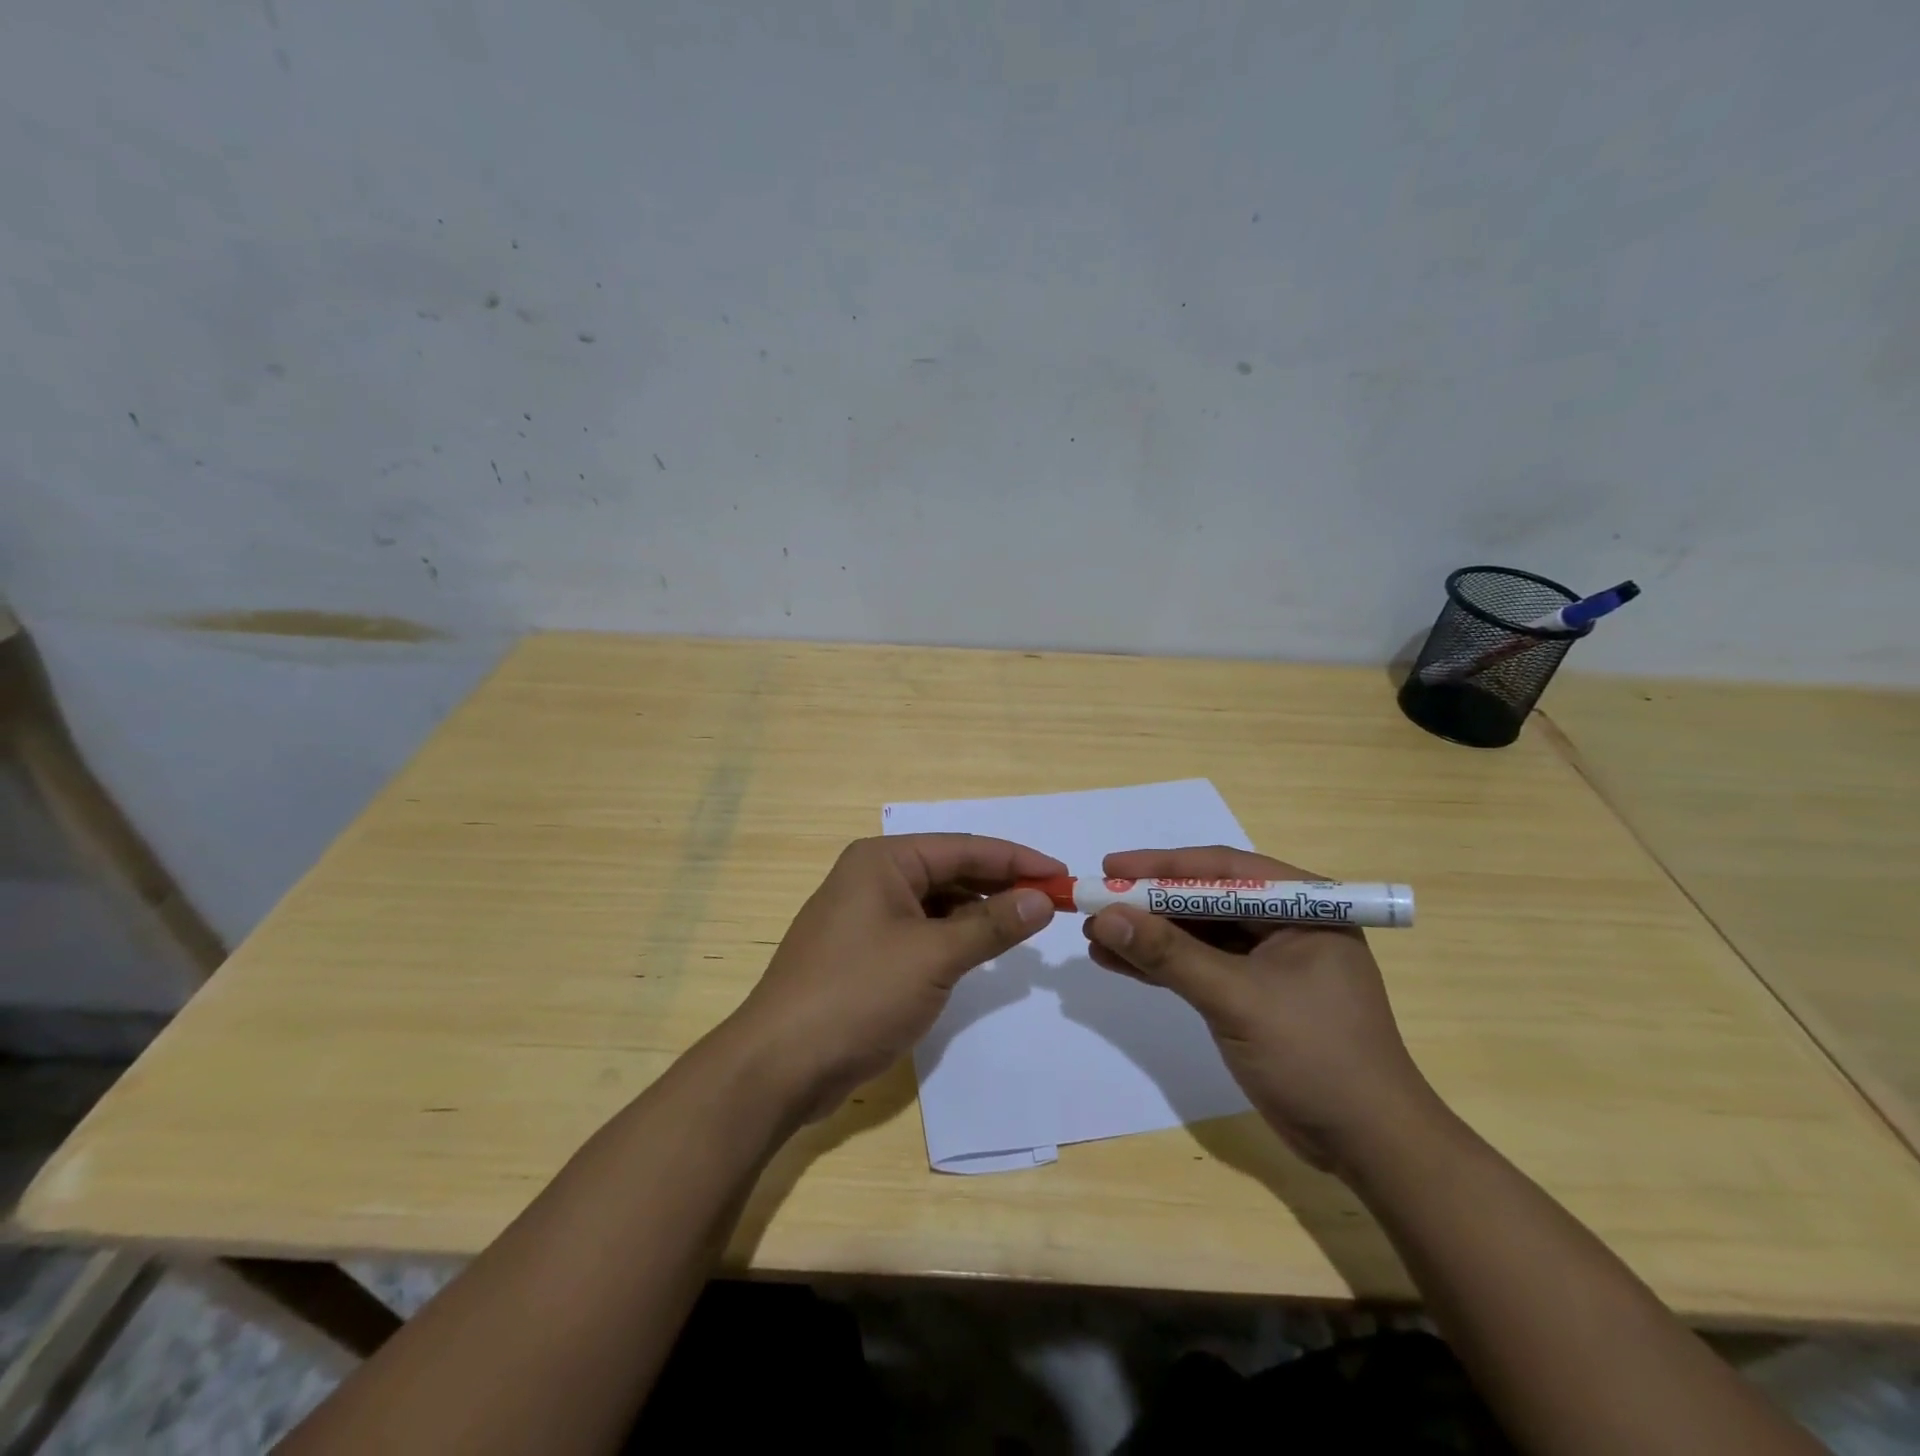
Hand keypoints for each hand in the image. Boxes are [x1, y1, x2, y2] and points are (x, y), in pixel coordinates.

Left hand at [726, 834, 1060, 1118]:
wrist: (780, 1064)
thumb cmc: (858, 994)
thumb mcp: (934, 956)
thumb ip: (992, 924)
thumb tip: (1042, 899)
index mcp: (884, 860)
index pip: (964, 848)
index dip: (1017, 859)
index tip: (1062, 875)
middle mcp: (873, 877)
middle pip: (951, 871)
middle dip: (1001, 885)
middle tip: (1053, 902)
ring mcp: (866, 915)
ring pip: (937, 902)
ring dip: (980, 912)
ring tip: (1027, 924)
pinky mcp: (865, 952)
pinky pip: (922, 930)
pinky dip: (954, 936)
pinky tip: (983, 949)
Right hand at [1082, 846, 1442, 1171]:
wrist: (1367, 1146)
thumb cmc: (1315, 1057)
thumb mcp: (1237, 999)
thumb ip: (1170, 954)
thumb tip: (1105, 916)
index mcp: (1303, 906)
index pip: (1222, 870)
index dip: (1162, 866)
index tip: (1110, 868)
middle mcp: (1286, 924)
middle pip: (1204, 900)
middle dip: (1149, 904)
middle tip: (1095, 903)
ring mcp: (1270, 961)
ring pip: (1197, 935)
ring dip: (1148, 936)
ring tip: (1094, 936)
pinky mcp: (1253, 994)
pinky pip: (1200, 967)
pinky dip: (1161, 966)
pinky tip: (1117, 963)